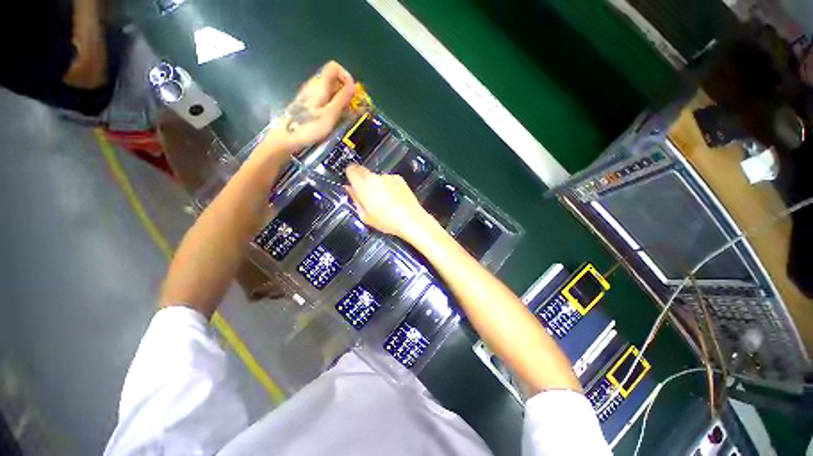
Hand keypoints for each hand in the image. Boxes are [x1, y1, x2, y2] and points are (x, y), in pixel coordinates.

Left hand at [267, 61, 355, 151]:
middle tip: (350, 108)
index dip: (345, 76)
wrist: (288, 137)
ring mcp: (311, 95)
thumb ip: (342, 99)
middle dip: (345, 91)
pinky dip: (333, 106)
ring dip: (340, 100)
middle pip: (333, 79)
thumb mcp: (330, 114)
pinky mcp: (309, 104)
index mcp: (320, 85)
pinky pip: (325, 99)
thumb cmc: (310, 127)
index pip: (334, 67)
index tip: (352, 92)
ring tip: (344, 116)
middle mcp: (315, 86)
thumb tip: (353, 85)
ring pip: (330, 91)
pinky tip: (334, 119)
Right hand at [345, 164, 435, 240]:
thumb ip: (355, 200)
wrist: (411, 219)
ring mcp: (388, 177)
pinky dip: (389, 186)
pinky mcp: (399, 178)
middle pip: (363, 171)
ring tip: (384, 200)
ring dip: (377, 184)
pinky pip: (389, 180)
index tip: (351, 181)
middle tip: (367, 195)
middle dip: (363, 180)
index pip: (351, 170)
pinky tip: (394, 198)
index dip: (350, 174)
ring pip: (377, 177)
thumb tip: (350, 190)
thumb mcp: (365, 216)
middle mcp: (375, 178)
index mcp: (363, 186)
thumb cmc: (387, 221)